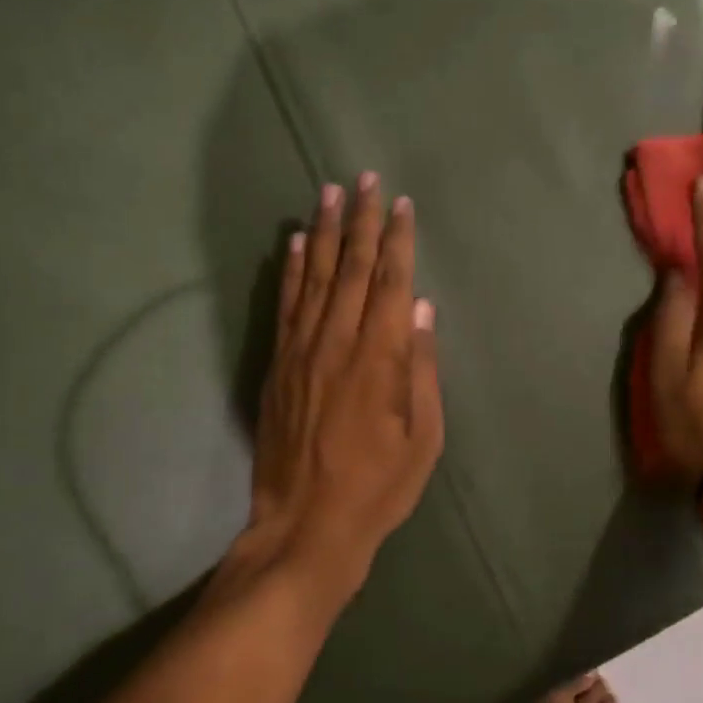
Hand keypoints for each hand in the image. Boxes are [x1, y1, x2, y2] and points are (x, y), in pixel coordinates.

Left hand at [247, 173, 443, 586]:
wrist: (306, 524)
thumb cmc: (378, 486)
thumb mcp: (424, 437)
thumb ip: (422, 369)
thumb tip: (422, 311)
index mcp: (380, 357)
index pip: (391, 282)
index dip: (398, 239)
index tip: (401, 204)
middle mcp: (338, 341)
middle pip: (353, 267)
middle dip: (361, 219)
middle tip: (365, 178)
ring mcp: (302, 350)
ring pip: (316, 276)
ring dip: (325, 231)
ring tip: (328, 191)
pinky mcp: (278, 364)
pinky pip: (286, 305)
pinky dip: (292, 270)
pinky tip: (296, 243)